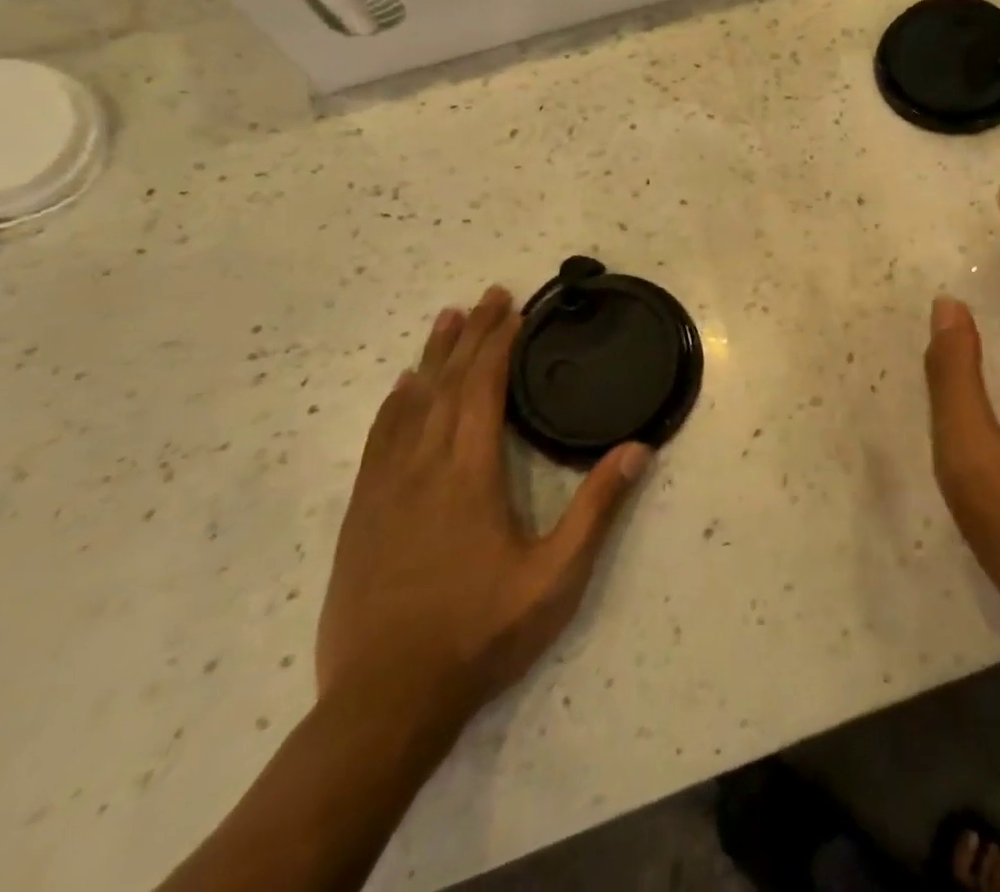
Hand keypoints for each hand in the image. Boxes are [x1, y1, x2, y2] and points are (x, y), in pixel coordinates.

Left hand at [316, 286, 651, 721]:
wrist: (385, 702)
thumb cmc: (481, 633)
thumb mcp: (556, 576)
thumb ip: (597, 508)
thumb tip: (638, 448)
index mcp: (470, 474)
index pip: (483, 388)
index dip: (499, 343)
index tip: (514, 308)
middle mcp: (424, 468)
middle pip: (447, 384)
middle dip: (470, 335)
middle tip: (489, 296)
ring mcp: (385, 490)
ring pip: (409, 405)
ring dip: (432, 357)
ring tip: (447, 319)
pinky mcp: (361, 516)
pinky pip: (378, 441)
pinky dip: (394, 405)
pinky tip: (401, 391)